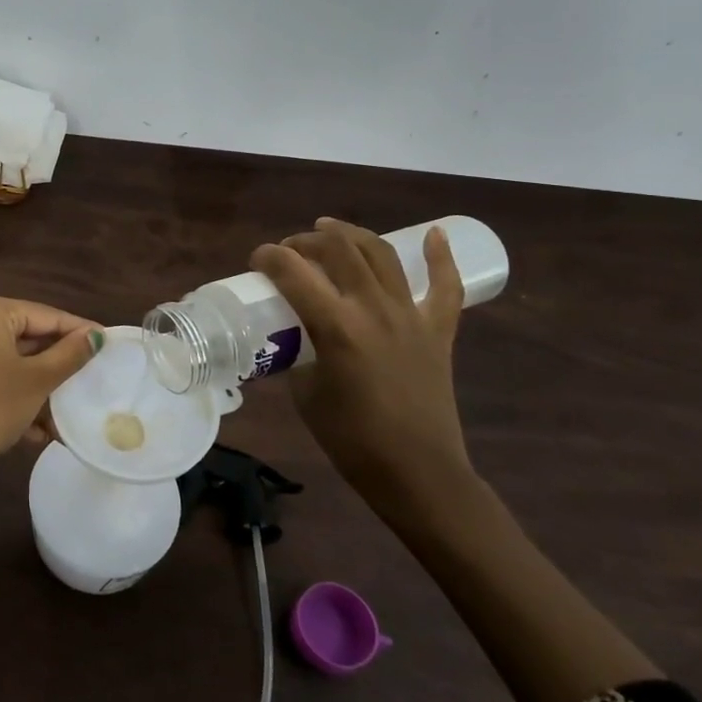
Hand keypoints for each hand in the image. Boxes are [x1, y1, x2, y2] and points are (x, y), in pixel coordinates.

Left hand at [0, 294, 102, 484]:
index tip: (108, 343)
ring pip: (9, 362)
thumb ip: (68, 355)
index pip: (46, 315)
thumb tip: (96, 335)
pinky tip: (34, 431)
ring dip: (37, 389)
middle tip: (88, 380)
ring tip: (63, 417)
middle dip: (56, 367)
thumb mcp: (35, 381)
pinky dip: (12, 395)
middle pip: (26, 337)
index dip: (79, 331)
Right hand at [249, 218, 472, 517]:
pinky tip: (434, 234)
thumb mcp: (306, 392)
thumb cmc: (352, 439)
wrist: (417, 472)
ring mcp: (411, 316)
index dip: (268, 257)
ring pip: (381, 255)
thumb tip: (292, 337)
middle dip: (307, 241)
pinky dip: (440, 257)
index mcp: (336, 327)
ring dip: (353, 234)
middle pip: (339, 250)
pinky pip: (445, 286)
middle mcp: (374, 310)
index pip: (293, 272)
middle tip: (291, 250)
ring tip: (331, 229)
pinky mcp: (438, 330)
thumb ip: (297, 354)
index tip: (256, 260)